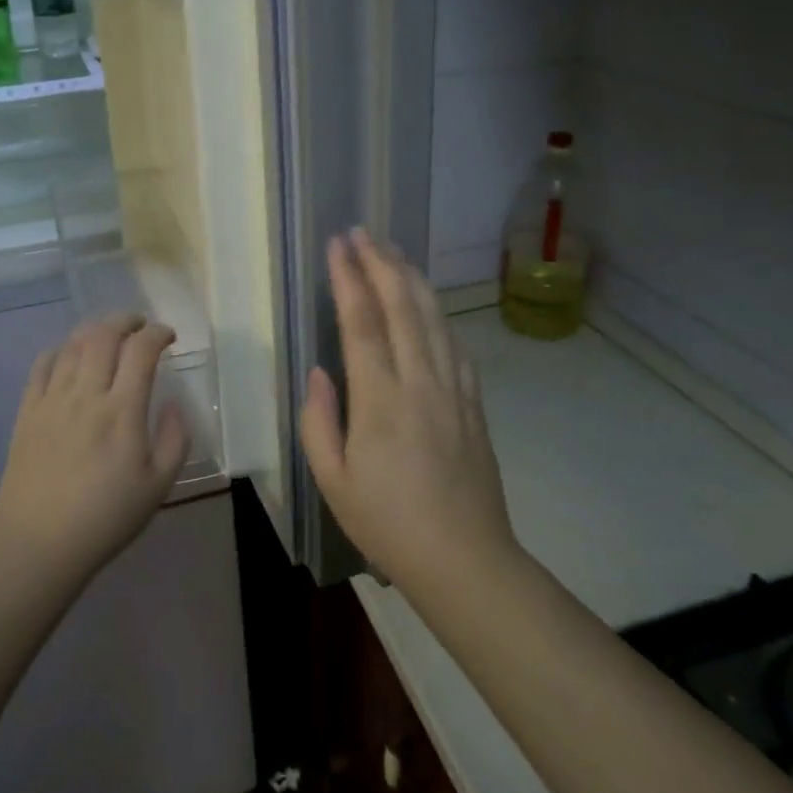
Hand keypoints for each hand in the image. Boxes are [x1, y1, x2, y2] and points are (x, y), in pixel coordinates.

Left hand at [0, 314, 188, 584]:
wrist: (40, 546)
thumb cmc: (107, 518)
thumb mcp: (158, 486)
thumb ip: (175, 439)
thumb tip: (174, 403)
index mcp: (123, 411)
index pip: (141, 350)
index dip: (158, 333)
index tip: (168, 337)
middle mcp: (86, 395)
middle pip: (104, 335)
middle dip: (126, 320)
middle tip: (139, 325)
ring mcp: (52, 401)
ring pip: (73, 345)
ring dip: (95, 330)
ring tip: (108, 335)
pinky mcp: (26, 412)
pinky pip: (42, 365)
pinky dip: (60, 350)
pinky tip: (69, 356)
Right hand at [299, 229, 517, 596]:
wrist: (465, 559)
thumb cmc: (388, 524)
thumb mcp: (333, 481)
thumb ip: (319, 420)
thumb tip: (319, 371)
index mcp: (380, 401)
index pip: (363, 323)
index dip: (349, 278)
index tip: (338, 245)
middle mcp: (421, 382)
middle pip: (403, 306)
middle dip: (381, 263)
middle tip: (363, 233)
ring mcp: (454, 389)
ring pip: (433, 317)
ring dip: (411, 278)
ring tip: (392, 251)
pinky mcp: (473, 401)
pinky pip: (453, 343)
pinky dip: (437, 312)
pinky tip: (427, 302)